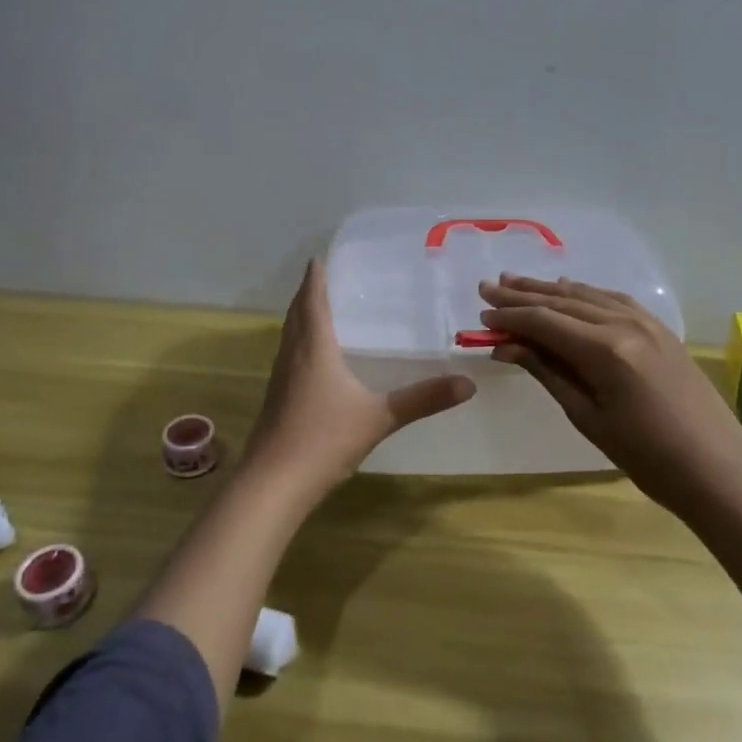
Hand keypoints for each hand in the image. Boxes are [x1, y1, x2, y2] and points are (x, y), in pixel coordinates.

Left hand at [245, 259, 475, 499]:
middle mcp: (292, 355)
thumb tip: (467, 384)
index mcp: (314, 348)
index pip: (312, 301)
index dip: (315, 278)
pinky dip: (298, 343)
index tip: (318, 258)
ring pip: (288, 336)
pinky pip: (287, 357)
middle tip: (321, 278)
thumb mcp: (380, 417)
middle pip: (296, 314)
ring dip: (300, 318)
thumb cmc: (325, 439)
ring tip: (317, 310)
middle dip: (307, 294)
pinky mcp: (275, 400)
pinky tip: (312, 359)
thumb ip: (422, 399)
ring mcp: (280, 378)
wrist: (273, 483)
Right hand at [480, 273, 741, 514]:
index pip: (545, 322)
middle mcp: (625, 324)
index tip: (481, 315)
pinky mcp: (660, 328)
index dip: (510, 317)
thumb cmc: (648, 457)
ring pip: (587, 295)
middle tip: (487, 287)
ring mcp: (647, 322)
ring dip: (549, 289)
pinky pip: (613, 300)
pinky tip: (568, 291)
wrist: (718, 469)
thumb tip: (507, 345)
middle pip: (563, 301)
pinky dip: (584, 294)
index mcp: (605, 350)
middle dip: (522, 294)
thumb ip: (548, 372)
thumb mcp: (588, 418)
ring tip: (515, 282)